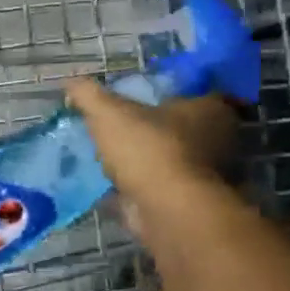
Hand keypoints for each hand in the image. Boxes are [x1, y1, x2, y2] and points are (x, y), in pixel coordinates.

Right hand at [65, 82, 242, 231]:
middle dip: (160, 130)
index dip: (172, 93)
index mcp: (211, 109)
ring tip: (115, 158)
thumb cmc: (148, 149)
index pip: (197, 92)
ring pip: (176, 160)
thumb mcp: (109, 113)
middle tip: (126, 128)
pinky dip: (146, 188)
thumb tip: (70, 81)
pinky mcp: (193, 203)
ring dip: (151, 161)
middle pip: (187, 128)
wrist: (167, 209)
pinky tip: (118, 186)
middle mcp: (219, 139)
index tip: (146, 99)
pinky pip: (165, 188)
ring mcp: (209, 175)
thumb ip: (89, 96)